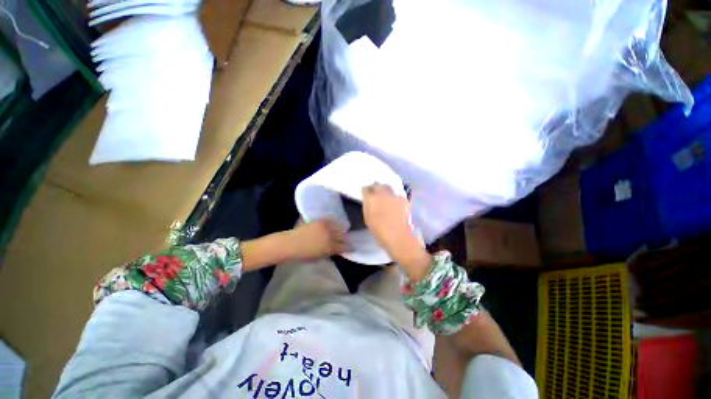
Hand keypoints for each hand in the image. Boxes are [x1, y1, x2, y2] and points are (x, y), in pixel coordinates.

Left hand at [286, 219, 349, 260]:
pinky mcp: (320, 221)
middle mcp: (330, 237)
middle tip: (346, 240)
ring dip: (341, 230)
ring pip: (339, 227)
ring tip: (342, 231)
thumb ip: (330, 253)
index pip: (344, 247)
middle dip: (346, 239)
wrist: (290, 244)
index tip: (350, 247)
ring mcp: (326, 228)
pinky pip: (331, 220)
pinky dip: (334, 222)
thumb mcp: (319, 257)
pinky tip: (335, 223)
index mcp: (330, 248)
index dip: (349, 248)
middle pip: (343, 236)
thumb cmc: (303, 255)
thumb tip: (337, 249)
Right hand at [362, 183, 430, 278]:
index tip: (366, 193)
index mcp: (371, 199)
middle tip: (374, 192)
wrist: (399, 237)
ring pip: (387, 186)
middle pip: (377, 184)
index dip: (365, 191)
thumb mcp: (368, 219)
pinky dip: (393, 195)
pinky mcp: (403, 198)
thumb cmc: (380, 232)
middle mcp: (382, 193)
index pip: (366, 188)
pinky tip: (393, 200)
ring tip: (384, 195)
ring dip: (384, 189)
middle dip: (374, 187)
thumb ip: (368, 206)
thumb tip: (368, 200)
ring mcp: (393, 195)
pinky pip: (396, 193)